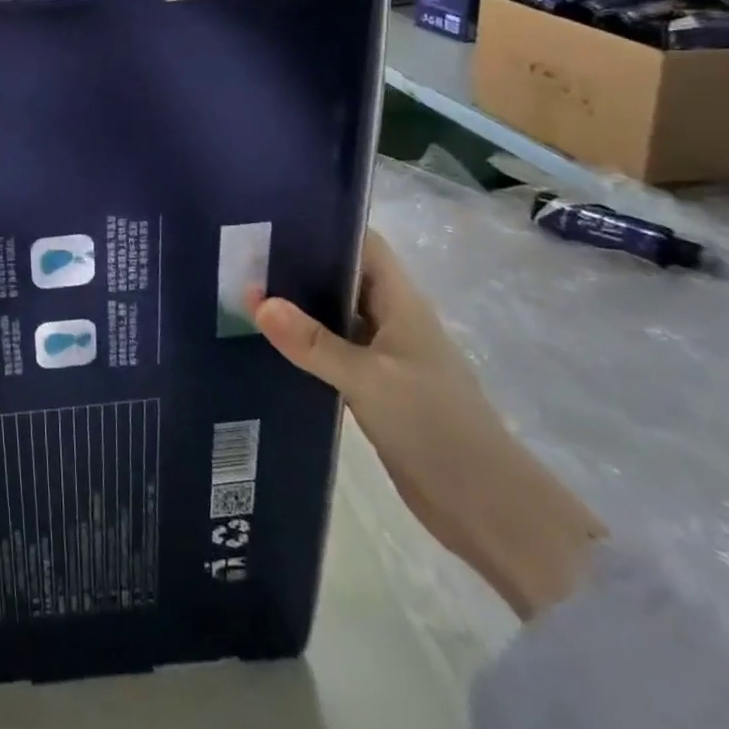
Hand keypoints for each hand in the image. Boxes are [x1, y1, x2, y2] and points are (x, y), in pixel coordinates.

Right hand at [245, 232, 605, 620]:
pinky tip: (266, 344)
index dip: (324, 226)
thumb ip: (313, 342)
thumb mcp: (369, 380)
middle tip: (241, 255)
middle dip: (297, 264)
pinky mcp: (374, 387)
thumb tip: (256, 300)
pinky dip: (303, 344)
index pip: (362, 244)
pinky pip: (331, 351)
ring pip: (333, 315)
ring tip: (241, 292)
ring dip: (297, 306)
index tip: (273, 218)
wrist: (488, 509)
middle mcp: (391, 319)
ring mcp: (383, 355)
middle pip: (341, 276)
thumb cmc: (435, 427)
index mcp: (400, 302)